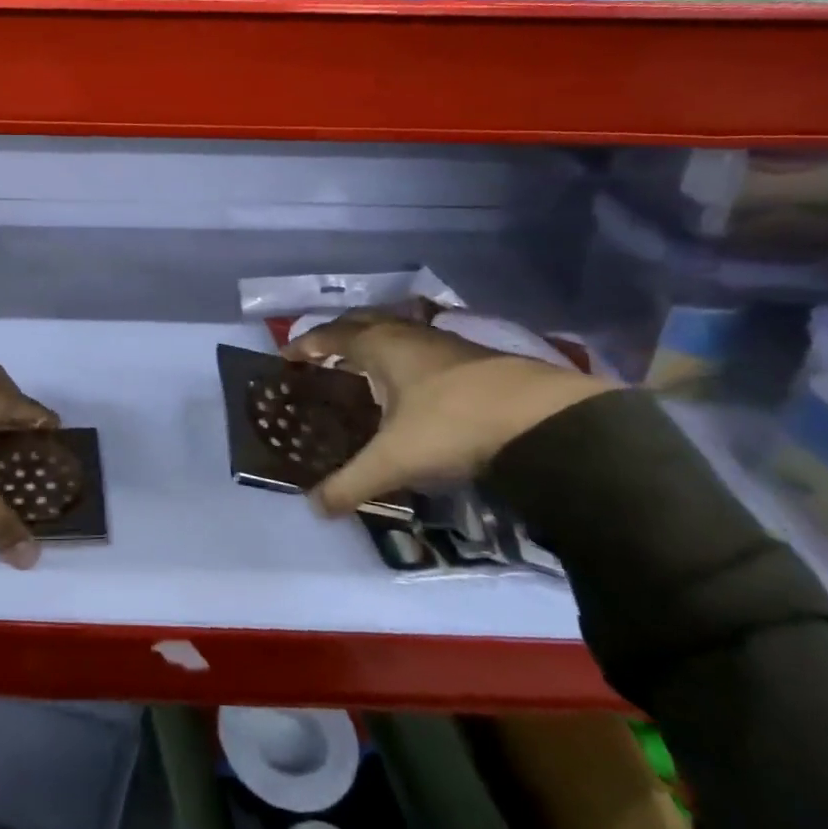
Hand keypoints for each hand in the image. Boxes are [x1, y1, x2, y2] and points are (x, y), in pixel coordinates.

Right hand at [285, 310, 616, 516]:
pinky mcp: (472, 356)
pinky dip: (402, 355)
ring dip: (373, 341)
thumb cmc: (452, 425)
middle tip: (321, 355)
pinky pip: (419, 344)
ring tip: (363, 367)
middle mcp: (406, 334)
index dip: (305, 344)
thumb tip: (314, 507)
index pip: (330, 335)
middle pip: (361, 321)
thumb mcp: (395, 459)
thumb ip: (352, 483)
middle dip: (337, 334)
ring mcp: (442, 341)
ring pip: (395, 330)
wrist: (541, 418)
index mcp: (379, 346)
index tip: (286, 355)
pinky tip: (411, 381)